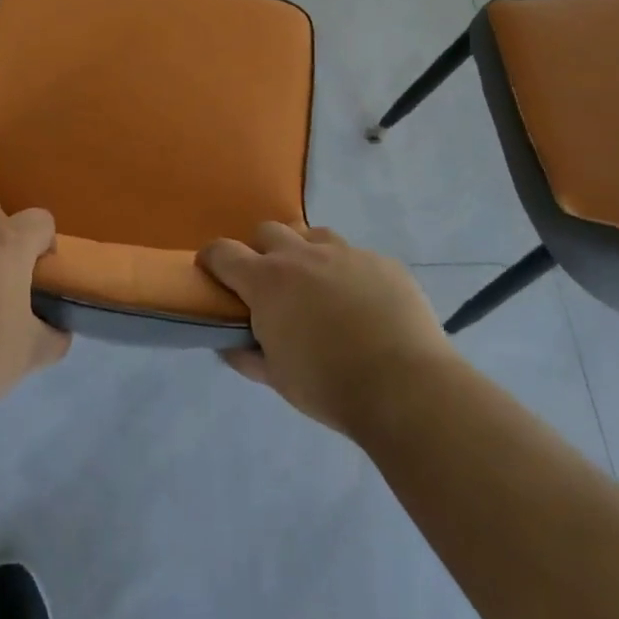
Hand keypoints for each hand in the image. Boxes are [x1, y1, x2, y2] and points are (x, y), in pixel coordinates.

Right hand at [198, 223, 452, 436]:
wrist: (406, 387)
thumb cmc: (329, 386)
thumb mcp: (277, 378)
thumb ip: (247, 355)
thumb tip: (230, 343)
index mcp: (267, 281)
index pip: (223, 252)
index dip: (212, 259)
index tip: (213, 273)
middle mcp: (302, 255)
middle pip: (268, 231)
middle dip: (261, 251)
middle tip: (271, 285)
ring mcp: (346, 253)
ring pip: (313, 234)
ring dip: (305, 253)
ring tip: (317, 286)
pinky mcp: (382, 261)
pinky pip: (356, 256)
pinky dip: (348, 272)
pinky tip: (362, 304)